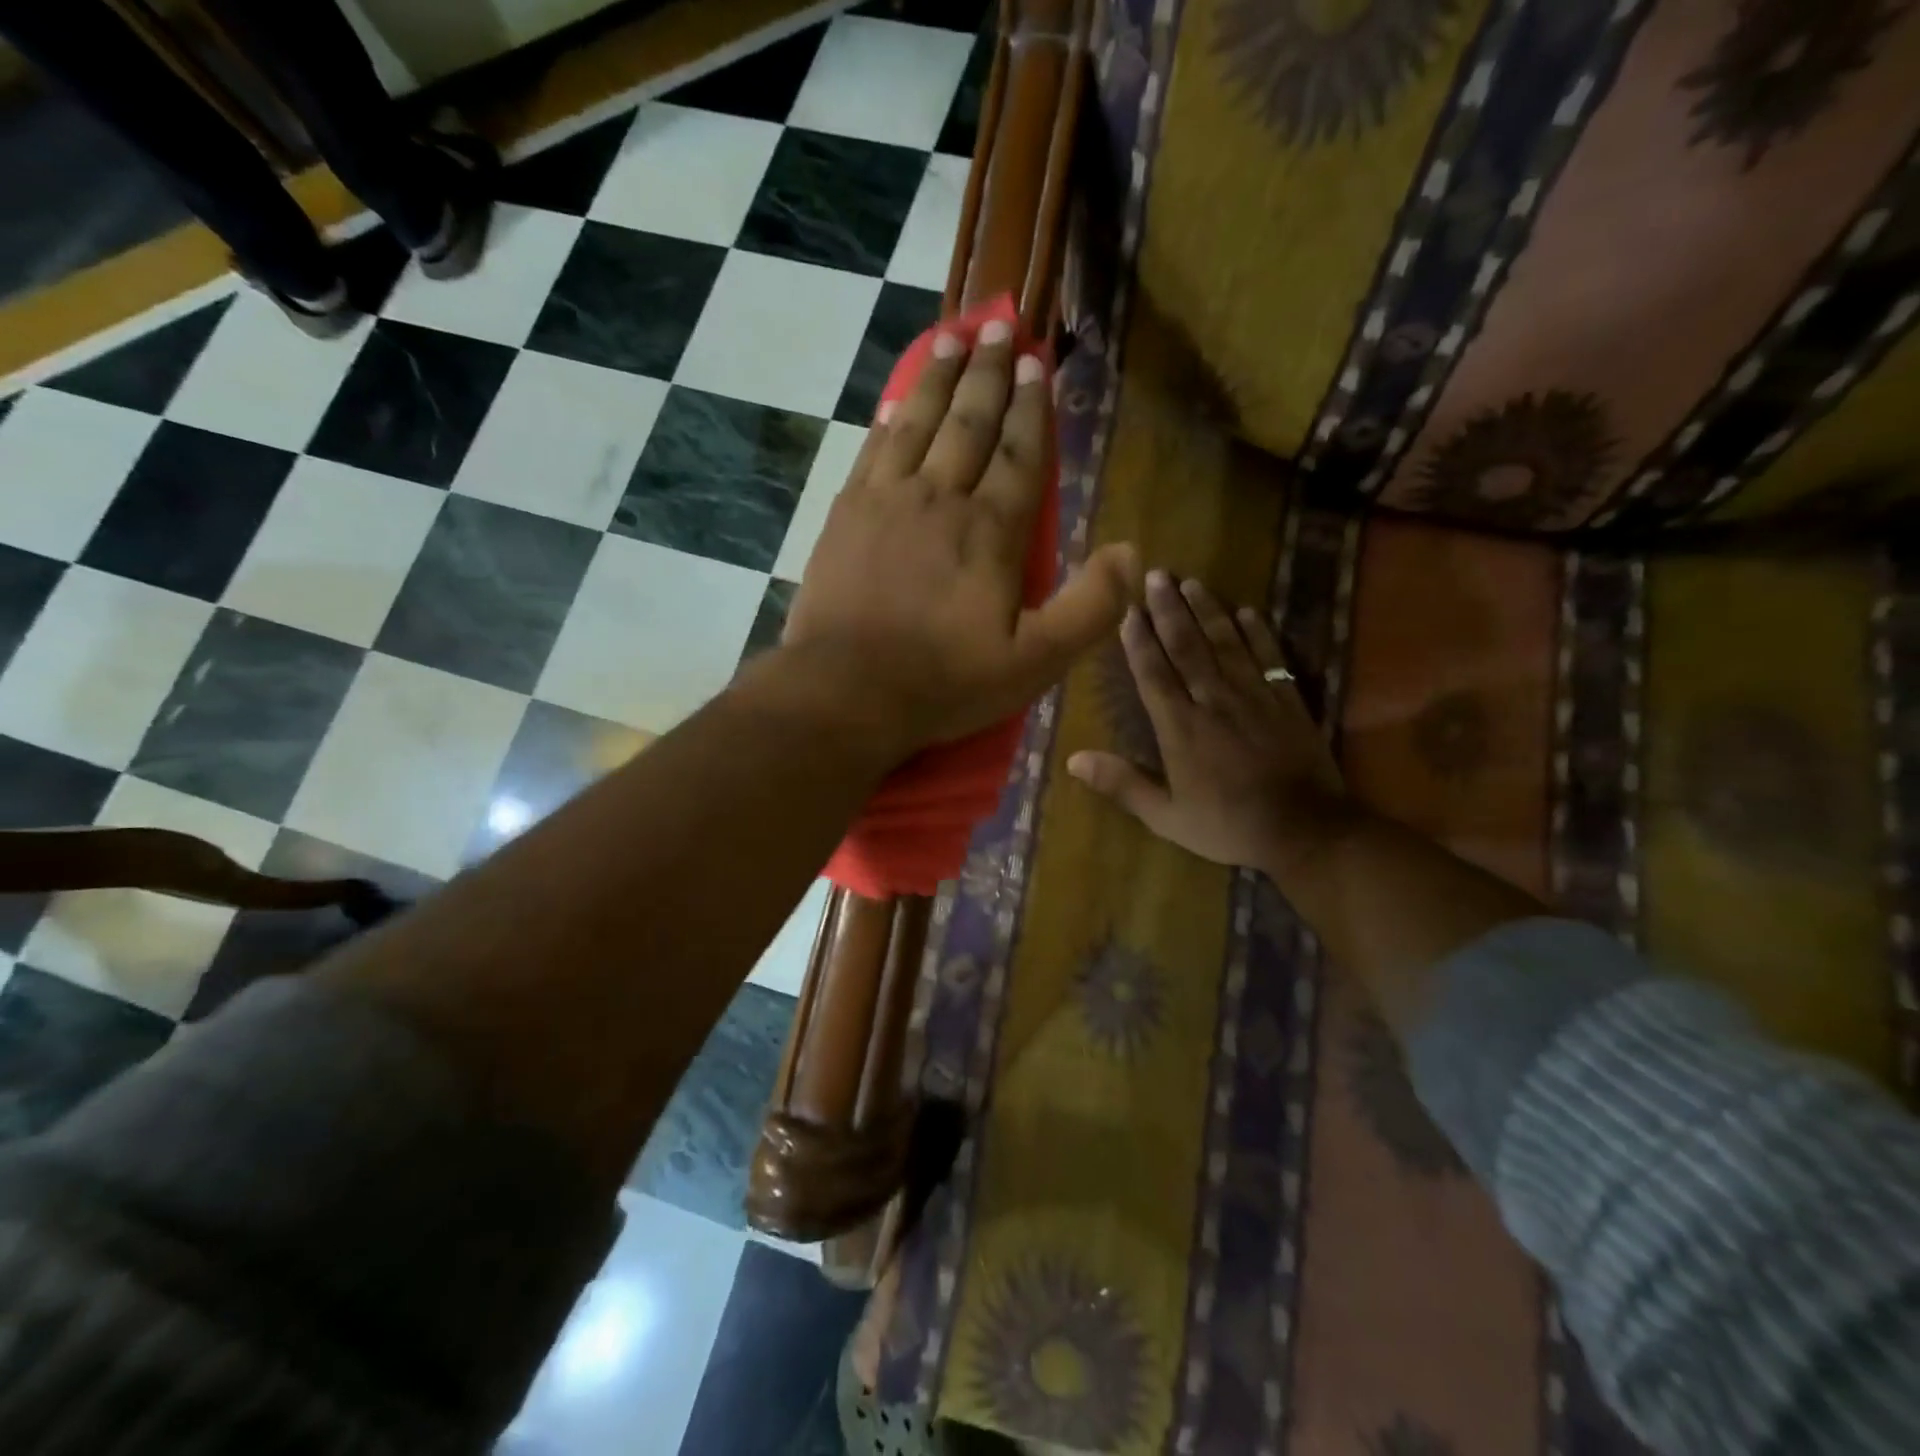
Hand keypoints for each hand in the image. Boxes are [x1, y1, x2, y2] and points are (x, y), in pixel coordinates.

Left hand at [783, 320, 1137, 758]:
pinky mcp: (844, 517)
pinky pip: (872, 452)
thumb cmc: (943, 682)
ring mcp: (885, 502)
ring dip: (937, 378)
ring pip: (918, 424)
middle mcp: (939, 499)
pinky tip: (896, 402)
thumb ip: (1090, 608)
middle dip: (987, 374)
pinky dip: (889, 421)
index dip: (1030, 409)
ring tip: (950, 337)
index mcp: (990, 531)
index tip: (1034, 364)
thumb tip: (1132, 552)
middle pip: (968, 423)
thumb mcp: (1035, 662)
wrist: (845, 692)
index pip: (1017, 454)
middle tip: (997, 328)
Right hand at [1067, 572, 1352, 877]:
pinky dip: (1258, 632)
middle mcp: (1213, 701)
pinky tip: (1246, 611)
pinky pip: (1270, 656)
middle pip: (1187, 647)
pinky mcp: (1288, 700)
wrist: (1305, 831)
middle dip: (1169, 610)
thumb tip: (1073, 760)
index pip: (1154, 674)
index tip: (1129, 611)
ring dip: (1207, 611)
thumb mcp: (1166, 817)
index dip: (1140, 641)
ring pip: (1226, 643)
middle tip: (1157, 575)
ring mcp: (1254, 696)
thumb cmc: (1228, 826)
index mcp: (1181, 728)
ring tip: (1192, 583)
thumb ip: (1122, 785)